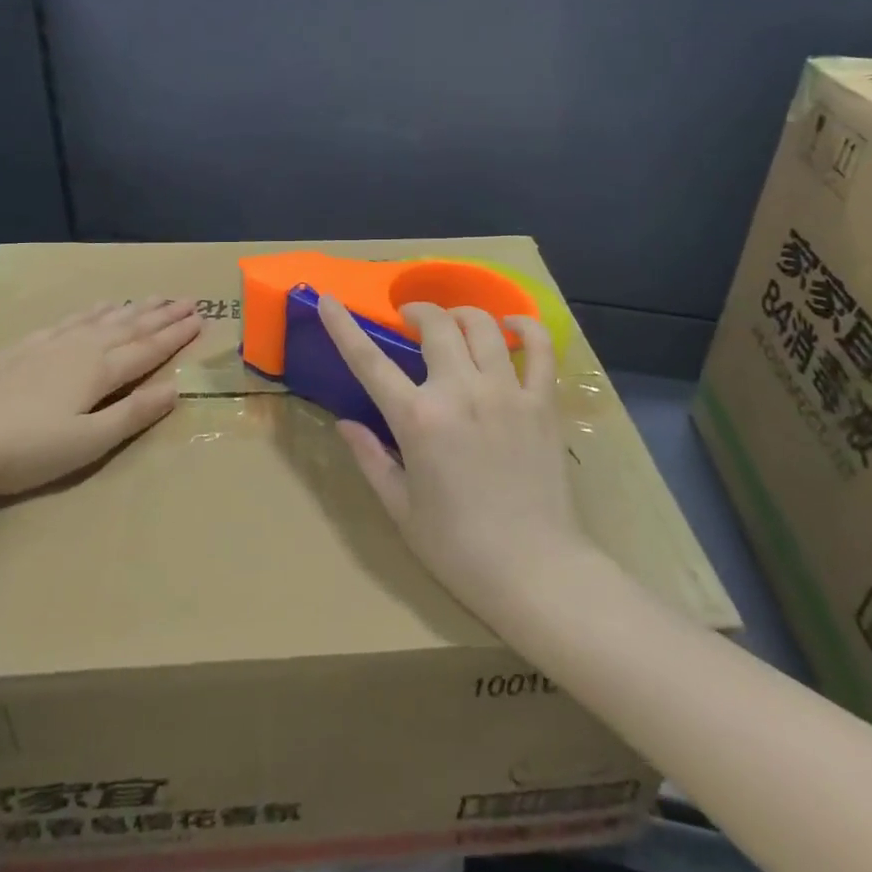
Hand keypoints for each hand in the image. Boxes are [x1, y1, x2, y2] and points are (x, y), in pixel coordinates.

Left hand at [0, 297, 201, 501]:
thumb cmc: (27, 450)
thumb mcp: (88, 441)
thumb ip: (133, 413)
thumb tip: (176, 389)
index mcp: (100, 371)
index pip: (148, 349)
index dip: (175, 334)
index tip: (200, 317)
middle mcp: (81, 348)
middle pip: (129, 327)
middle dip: (161, 314)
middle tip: (187, 299)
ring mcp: (51, 344)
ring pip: (102, 318)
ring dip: (132, 308)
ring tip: (153, 297)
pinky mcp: (24, 347)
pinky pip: (70, 320)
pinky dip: (91, 311)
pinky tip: (97, 307)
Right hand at [317, 296, 589, 620]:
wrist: (534, 571)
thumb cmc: (458, 547)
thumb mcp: (401, 508)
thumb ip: (371, 458)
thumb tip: (345, 423)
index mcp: (418, 419)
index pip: (370, 361)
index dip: (344, 326)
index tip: (328, 300)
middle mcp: (460, 392)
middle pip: (435, 325)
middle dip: (416, 312)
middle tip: (409, 320)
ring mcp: (506, 392)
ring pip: (483, 326)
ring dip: (461, 315)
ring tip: (453, 323)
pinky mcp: (542, 403)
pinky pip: (538, 348)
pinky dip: (525, 327)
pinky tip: (512, 327)